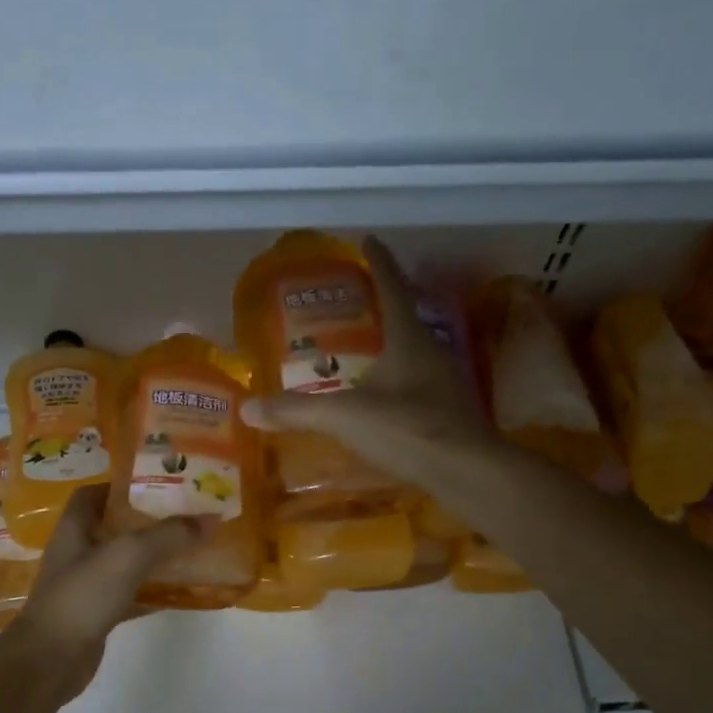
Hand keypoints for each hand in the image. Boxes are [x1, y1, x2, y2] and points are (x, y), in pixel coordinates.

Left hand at [8, 486, 212, 704]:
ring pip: (126, 562)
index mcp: (75, 528)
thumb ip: (168, 535)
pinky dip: (155, 591)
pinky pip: (131, 594)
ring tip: (192, 548)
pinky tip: (183, 591)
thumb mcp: (128, 556)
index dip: (123, 485)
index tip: (159, 484)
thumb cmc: (82, 596)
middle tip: (187, 515)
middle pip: (115, 527)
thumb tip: (210, 519)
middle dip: (149, 521)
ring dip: (155, 556)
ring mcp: (87, 585)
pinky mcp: (98, 614)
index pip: (94, 494)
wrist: (50, 660)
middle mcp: (78, 552)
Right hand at [239, 234, 494, 481]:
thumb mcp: (345, 416)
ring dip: (389, 345)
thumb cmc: (408, 428)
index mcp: (409, 339)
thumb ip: (297, 411)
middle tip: (355, 299)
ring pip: (412, 352)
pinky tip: (380, 397)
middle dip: (381, 305)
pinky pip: (416, 384)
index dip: (379, 263)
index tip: (368, 240)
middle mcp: (431, 353)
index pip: (392, 288)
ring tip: (363, 348)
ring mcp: (443, 383)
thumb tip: (247, 408)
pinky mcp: (446, 412)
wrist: (465, 472)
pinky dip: (395, 380)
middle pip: (404, 318)